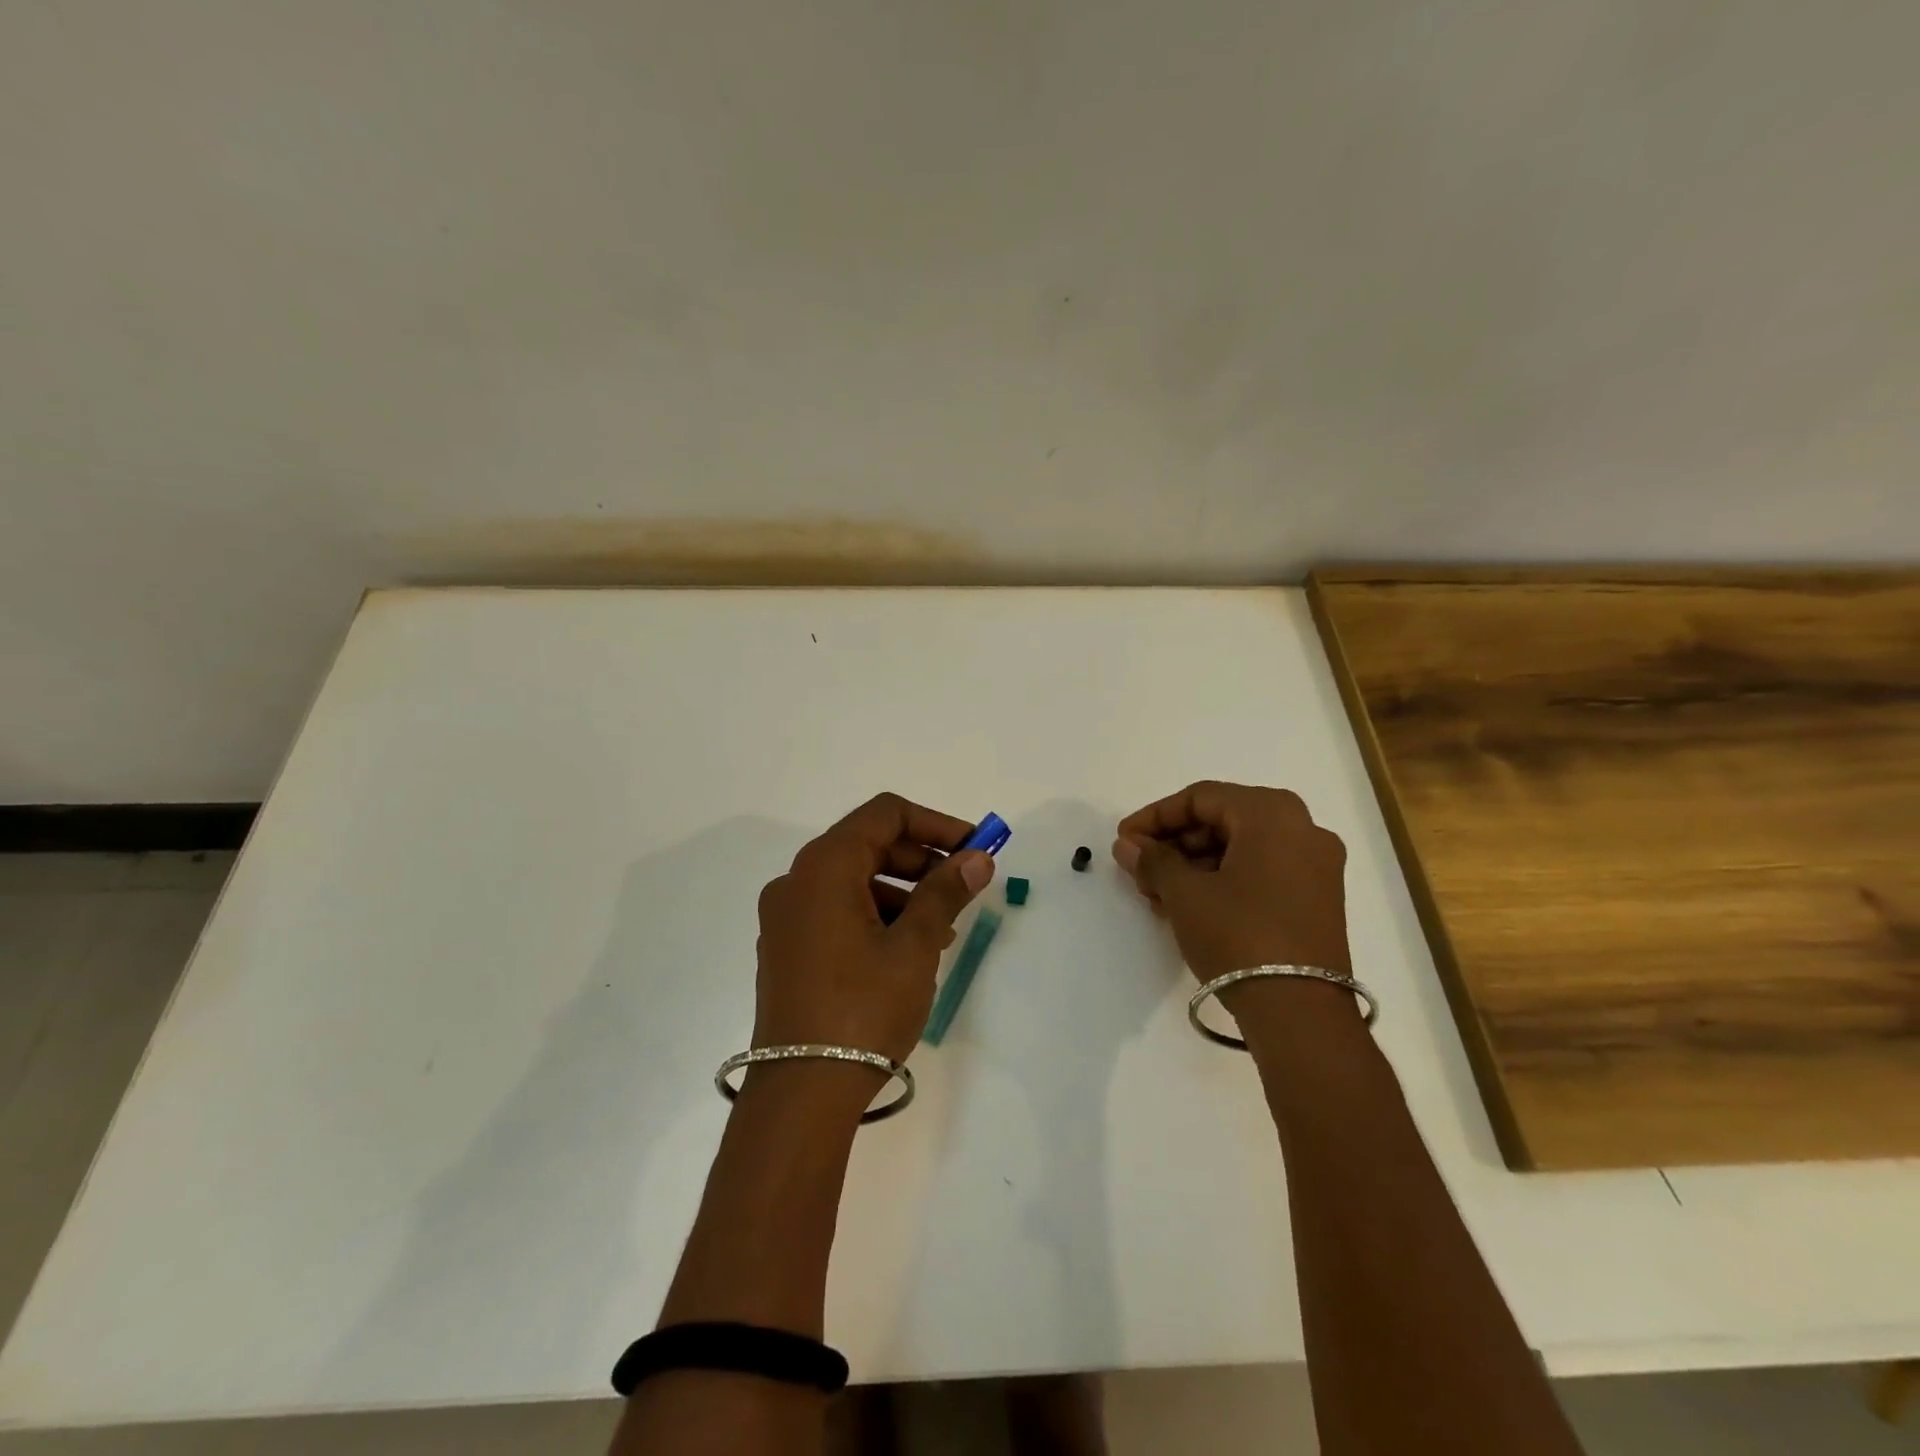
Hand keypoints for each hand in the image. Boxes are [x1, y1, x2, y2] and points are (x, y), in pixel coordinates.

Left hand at [754, 793, 994, 1064]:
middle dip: (922, 859)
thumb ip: (945, 893)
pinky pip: (837, 911)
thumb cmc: (863, 1008)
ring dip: (903, 890)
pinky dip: (876, 915)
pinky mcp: (786, 949)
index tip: (974, 848)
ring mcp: (786, 917)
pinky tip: (908, 948)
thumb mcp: (914, 947)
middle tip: (964, 886)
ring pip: (854, 880)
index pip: (885, 814)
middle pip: (868, 844)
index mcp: (823, 867)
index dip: (935, 823)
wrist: (802, 1093)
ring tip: (943, 927)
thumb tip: (977, 858)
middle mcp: (796, 881)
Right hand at [1112, 781, 1349, 983]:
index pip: (1201, 798)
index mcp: (1273, 814)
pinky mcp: (1318, 900)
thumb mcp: (1185, 893)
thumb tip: (1127, 845)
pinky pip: (1260, 872)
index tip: (1125, 840)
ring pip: (1240, 849)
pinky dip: (1222, 881)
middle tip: (1139, 869)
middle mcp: (1303, 829)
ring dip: (1193, 865)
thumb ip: (1152, 860)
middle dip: (1174, 844)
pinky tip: (1188, 906)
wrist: (1300, 1012)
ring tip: (1157, 895)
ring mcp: (1316, 866)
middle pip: (1222, 820)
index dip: (1155, 817)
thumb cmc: (1238, 935)